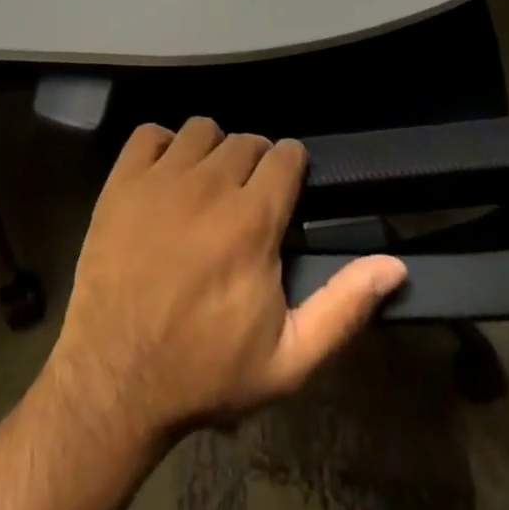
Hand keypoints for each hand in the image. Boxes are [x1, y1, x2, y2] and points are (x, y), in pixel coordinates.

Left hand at [44, 118, 406, 446]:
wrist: (115, 379)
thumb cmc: (205, 371)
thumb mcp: (288, 359)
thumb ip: (343, 307)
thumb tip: (394, 265)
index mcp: (253, 220)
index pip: (286, 155)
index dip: (291, 167)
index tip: (287, 188)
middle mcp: (210, 184)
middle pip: (246, 140)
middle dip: (254, 162)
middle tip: (246, 198)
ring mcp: (161, 177)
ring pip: (201, 130)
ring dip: (212, 150)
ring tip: (207, 185)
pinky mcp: (123, 179)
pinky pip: (150, 133)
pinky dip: (161, 145)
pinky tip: (166, 175)